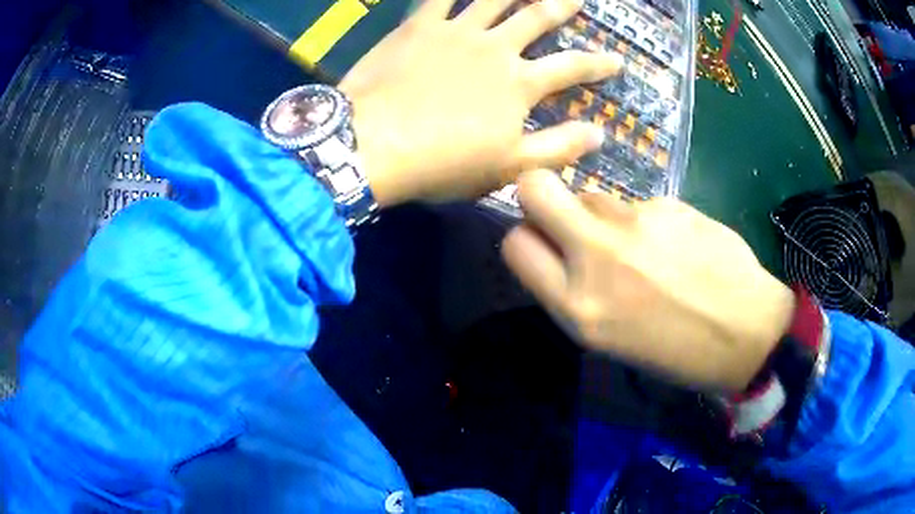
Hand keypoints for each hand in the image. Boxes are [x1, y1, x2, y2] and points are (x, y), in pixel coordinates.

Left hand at [339, 0, 621, 206]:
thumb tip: (599, 134)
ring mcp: (455, 31)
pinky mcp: (417, 27)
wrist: (372, 145)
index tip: (617, 60)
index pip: (572, 67)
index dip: (599, 64)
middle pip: (537, 18)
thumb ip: (558, 147)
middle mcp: (495, 47)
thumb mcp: (509, 167)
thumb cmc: (442, 163)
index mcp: (519, 83)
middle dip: (561, 6)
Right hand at [501, 170, 794, 392]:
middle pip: (536, 188)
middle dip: (540, 193)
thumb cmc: (675, 351)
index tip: (544, 242)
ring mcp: (636, 224)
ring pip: (593, 196)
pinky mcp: (668, 203)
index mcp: (579, 308)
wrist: (745, 332)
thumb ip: (574, 289)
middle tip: (568, 217)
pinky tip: (676, 244)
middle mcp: (598, 257)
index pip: (515, 244)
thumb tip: (561, 247)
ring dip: (604, 215)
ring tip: (643, 247)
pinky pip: (638, 203)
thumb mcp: (609, 339)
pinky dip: (647, 219)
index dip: (525, 236)